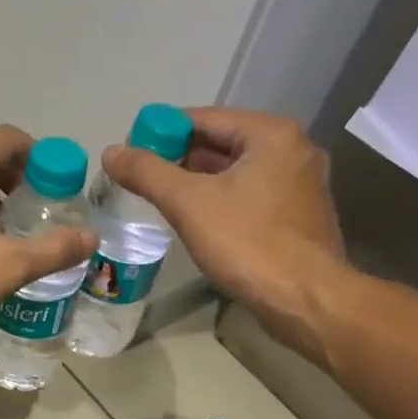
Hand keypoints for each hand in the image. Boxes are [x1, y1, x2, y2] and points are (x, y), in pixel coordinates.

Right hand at [102, 107, 349, 358]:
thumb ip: (148, 173)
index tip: (133, 151)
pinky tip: (201, 223)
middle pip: (224, 143)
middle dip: (181, 159)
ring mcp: (302, 185)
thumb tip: (112, 152)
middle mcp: (294, 150)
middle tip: (144, 178)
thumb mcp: (189, 204)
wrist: (306, 300)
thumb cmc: (248, 244)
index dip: (163, 131)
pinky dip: (224, 202)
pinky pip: (253, 197)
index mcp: (271, 134)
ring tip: (164, 201)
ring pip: (239, 173)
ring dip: (201, 183)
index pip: (205, 118)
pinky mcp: (301, 217)